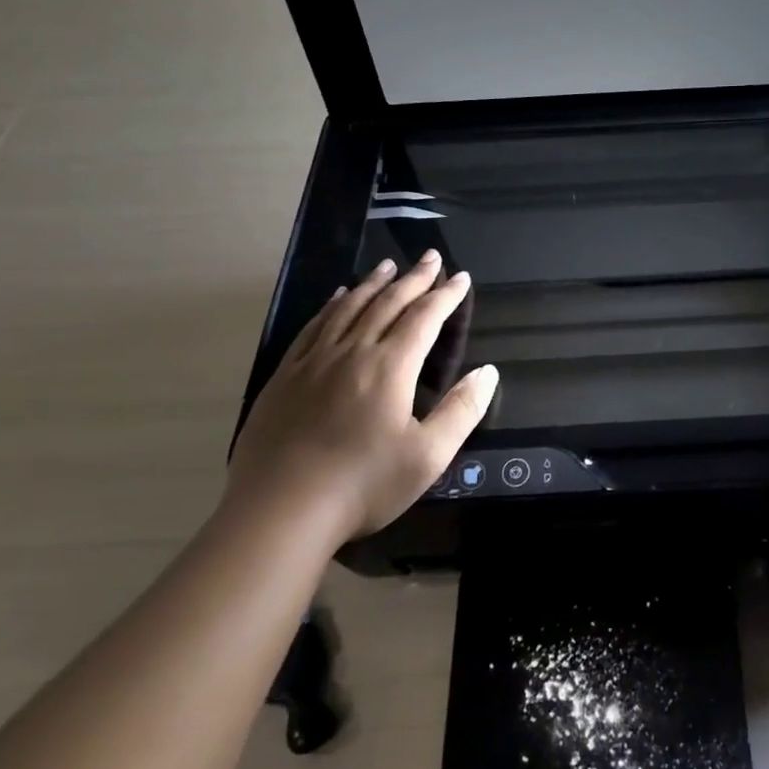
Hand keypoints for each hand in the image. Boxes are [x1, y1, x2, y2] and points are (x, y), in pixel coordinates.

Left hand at [225, 253, 498, 545]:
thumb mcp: (428, 456)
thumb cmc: (363, 485)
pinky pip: (313, 327)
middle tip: (430, 257)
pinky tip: (336, 298)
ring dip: (372, 284)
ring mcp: (314, 361)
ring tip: (388, 266)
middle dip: (413, 278)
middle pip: (387, 303)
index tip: (461, 278)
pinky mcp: (286, 376)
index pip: (424, 318)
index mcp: (390, 367)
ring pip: (348, 308)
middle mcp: (352, 352)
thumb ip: (462, 410)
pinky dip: (331, 306)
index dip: (446, 296)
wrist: (280, 511)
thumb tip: (488, 372)